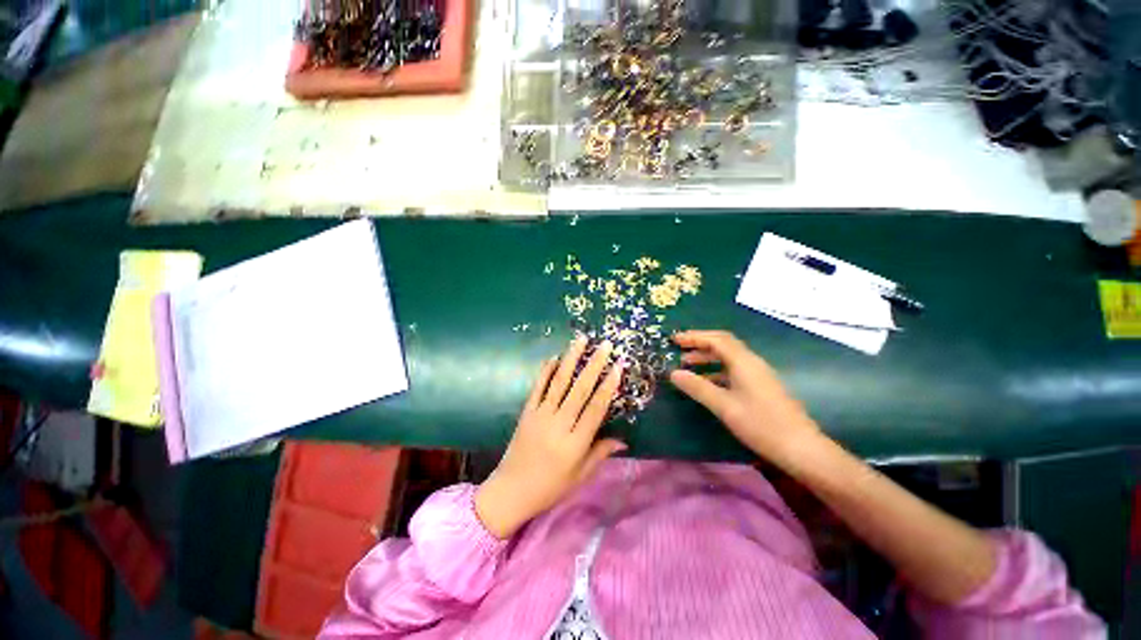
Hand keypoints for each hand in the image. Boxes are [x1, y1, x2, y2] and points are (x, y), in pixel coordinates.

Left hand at [475, 337, 625, 538]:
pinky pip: (537, 387)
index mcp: (575, 443)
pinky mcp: (526, 412)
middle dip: (594, 364)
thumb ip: (601, 453)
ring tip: (581, 340)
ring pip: (558, 382)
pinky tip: (554, 356)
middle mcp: (558, 424)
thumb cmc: (550, 487)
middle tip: (605, 345)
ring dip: (571, 359)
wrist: (511, 491)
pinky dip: (546, 370)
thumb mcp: (580, 475)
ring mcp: (540, 415)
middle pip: (579, 389)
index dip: (608, 386)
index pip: (596, 408)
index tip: (618, 366)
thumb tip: (624, 440)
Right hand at [669, 330, 820, 463]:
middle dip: (700, 344)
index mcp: (744, 362)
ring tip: (687, 364)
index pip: (716, 339)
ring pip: (729, 357)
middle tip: (679, 349)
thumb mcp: (724, 406)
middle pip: (723, 344)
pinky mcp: (761, 386)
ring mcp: (758, 374)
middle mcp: (752, 362)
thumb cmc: (761, 424)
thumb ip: (697, 387)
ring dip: (707, 357)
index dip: (694, 337)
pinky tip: (706, 382)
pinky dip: (716, 370)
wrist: (801, 448)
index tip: (675, 340)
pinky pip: (734, 370)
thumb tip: (673, 373)